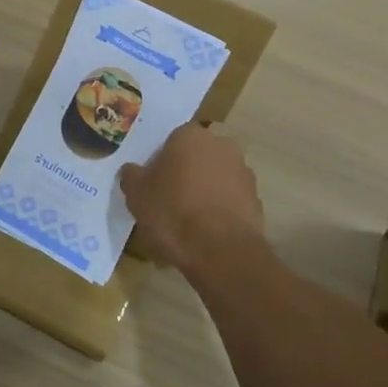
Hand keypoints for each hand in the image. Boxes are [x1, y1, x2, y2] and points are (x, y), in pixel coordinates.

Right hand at [118, 124, 264, 273]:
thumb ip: (132, 176)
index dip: (159, 161)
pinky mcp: (256, 200)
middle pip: (196, 157)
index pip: (170, 140)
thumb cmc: (172, 212)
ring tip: (186, 222)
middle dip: (184, 174)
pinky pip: (228, 200)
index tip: (151, 182)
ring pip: (214, 178)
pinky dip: (218, 211)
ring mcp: (243, 172)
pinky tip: (204, 234)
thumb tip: (131, 170)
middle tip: (167, 200)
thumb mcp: (136, 194)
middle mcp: (222, 146)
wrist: (220, 250)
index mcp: (190, 136)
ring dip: (202, 192)